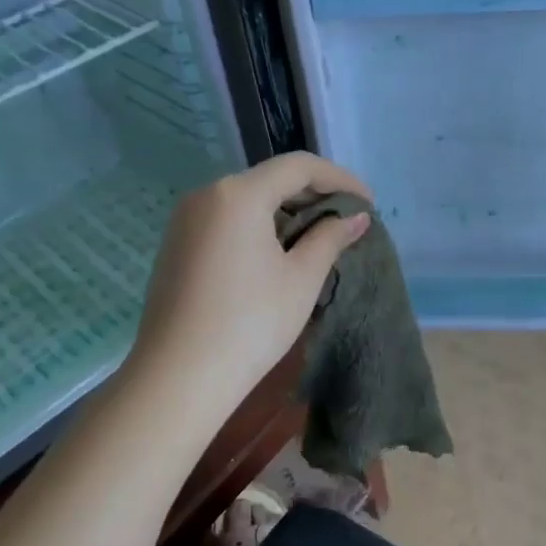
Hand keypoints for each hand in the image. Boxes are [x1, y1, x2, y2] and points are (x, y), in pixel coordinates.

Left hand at [126, 153, 373, 420]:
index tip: (369, 203)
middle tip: (348, 220)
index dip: (340, 179)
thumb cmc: (250, 323)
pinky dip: (259, 225)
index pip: (299, 167)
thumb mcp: (301, 278)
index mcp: (238, 194)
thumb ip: (331, 238)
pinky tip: (278, 252)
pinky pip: (227, 219)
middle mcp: (207, 194)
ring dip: (287, 211)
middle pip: (270, 179)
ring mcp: (185, 219)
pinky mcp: (176, 244)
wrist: (177, 378)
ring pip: (248, 199)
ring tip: (319, 237)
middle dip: (314, 194)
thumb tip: (356, 217)